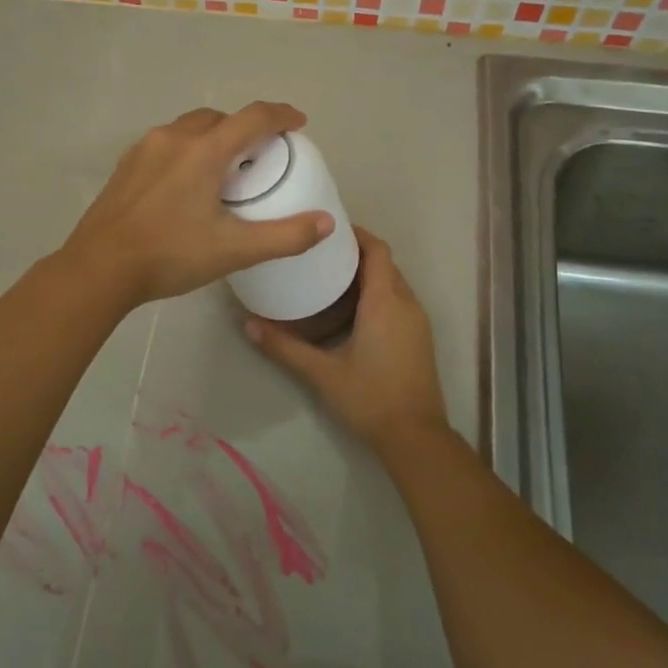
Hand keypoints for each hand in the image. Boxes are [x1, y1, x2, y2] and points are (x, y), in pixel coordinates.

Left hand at [61, 102, 333, 310]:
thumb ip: (285, 236)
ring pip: (189, 127)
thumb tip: (326, 222)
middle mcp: (174, 138)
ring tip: (224, 169)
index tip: (298, 123)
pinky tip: (186, 184)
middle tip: (260, 155)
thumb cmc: (170, 256)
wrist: (98, 268)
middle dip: (245, 127)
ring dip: (213, 137)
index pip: (253, 117)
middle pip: (219, 118)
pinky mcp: (126, 165)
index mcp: (204, 151)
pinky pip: (166, 143)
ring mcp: (144, 149)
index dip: (281, 115)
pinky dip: (187, 150)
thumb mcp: (234, 250)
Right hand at [244, 228, 449, 452]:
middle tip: (319, 254)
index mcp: (385, 302)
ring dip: (367, 274)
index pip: (377, 250)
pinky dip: (377, 293)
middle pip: (384, 263)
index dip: (356, 234)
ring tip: (330, 277)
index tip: (328, 230)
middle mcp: (406, 303)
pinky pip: (398, 300)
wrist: (416, 437)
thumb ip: (285, 347)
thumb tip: (248, 325)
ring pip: (393, 282)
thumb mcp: (322, 373)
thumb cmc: (370, 398)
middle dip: (356, 253)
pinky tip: (350, 310)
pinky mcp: (419, 336)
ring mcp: (417, 320)